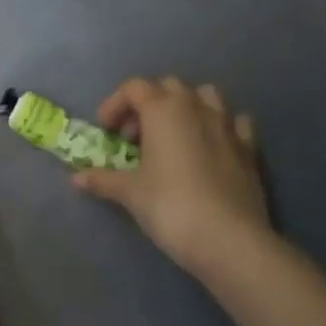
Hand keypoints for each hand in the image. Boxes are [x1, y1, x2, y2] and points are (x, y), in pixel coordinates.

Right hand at [73, 77, 269, 274]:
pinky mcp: (249, 148)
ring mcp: (227, 125)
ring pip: (205, 96)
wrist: (228, 238)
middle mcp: (196, 107)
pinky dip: (218, 127)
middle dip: (148, 105)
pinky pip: (233, 122)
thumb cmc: (170, 206)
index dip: (115, 105)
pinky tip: (210, 147)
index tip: (106, 132)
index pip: (134, 88)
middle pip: (168, 87)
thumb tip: (76, 178)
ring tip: (172, 137)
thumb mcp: (130, 193)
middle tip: (134, 138)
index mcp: (164, 110)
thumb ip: (103, 180)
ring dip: (185, 108)